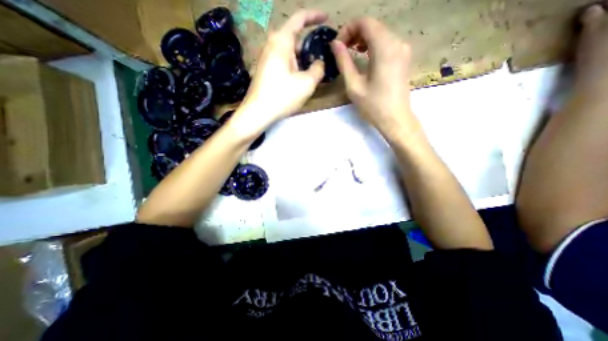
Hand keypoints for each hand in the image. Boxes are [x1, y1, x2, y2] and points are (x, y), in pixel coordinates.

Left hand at [239, 10, 327, 134]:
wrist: (257, 113)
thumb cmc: (282, 96)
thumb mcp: (306, 83)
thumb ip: (318, 69)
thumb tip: (319, 63)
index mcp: (281, 41)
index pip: (299, 18)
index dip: (314, 16)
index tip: (326, 18)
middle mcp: (271, 45)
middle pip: (294, 38)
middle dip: (309, 46)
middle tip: (321, 57)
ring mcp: (266, 58)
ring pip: (289, 52)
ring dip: (302, 59)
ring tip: (312, 72)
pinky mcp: (265, 70)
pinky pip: (283, 62)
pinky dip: (294, 66)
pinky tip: (299, 80)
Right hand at [332, 16, 418, 139]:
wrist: (395, 119)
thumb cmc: (373, 106)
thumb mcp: (354, 85)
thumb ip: (343, 62)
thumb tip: (334, 44)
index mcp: (384, 48)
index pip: (365, 22)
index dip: (348, 29)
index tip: (337, 45)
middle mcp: (397, 42)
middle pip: (373, 26)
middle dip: (354, 33)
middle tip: (341, 50)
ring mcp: (402, 49)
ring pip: (380, 33)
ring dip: (363, 39)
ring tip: (350, 52)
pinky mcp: (403, 57)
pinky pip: (386, 42)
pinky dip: (373, 45)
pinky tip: (364, 55)